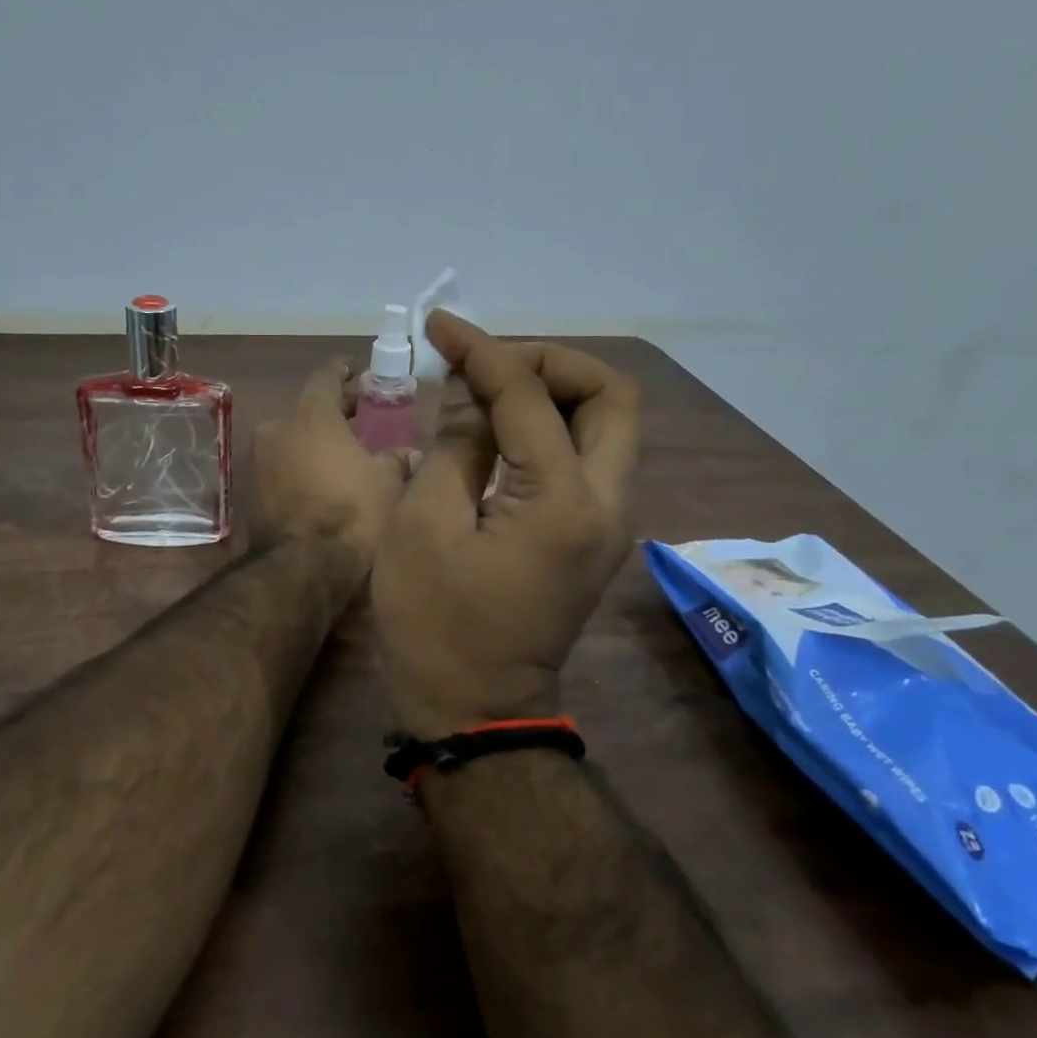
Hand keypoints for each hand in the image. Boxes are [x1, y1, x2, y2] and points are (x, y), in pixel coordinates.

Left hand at [254, 361, 412, 572]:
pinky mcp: (251, 492)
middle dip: (335, 411)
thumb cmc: (351, 512)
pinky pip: (282, 466)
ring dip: (316, 441)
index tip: (358, 370)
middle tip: (362, 414)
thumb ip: (397, 459)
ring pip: (293, 439)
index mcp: (310, 414)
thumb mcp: (387, 482)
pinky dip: (303, 466)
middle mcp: (277, 428)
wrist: (301, 568)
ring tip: (346, 451)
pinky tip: (325, 479)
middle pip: (308, 409)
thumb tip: (411, 453)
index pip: (326, 376)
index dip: (345, 371)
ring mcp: (258, 461)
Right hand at [372, 315, 639, 739]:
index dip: (482, 351)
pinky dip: (553, 427)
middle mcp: (606, 504)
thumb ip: (455, 444)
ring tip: (492, 390)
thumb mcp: (424, 524)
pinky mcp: (594, 536)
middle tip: (491, 364)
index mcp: (562, 501)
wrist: (474, 709)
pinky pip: (589, 457)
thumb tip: (470, 392)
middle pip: (612, 398)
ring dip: (556, 392)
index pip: (530, 395)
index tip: (441, 327)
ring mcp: (608, 522)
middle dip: (552, 362)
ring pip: (609, 426)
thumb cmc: (435, 624)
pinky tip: (503, 430)